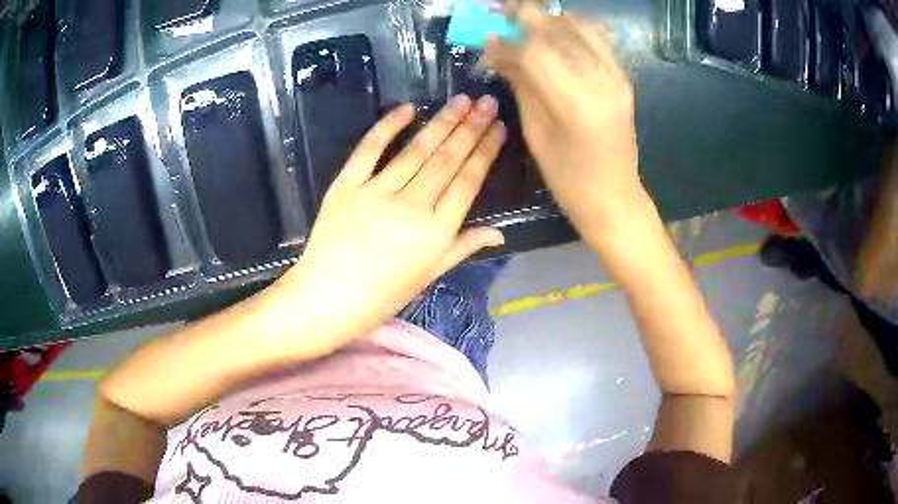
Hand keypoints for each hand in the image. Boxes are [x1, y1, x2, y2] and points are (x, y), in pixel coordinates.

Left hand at [274, 96, 506, 347]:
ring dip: (441, 122)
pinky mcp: (346, 185)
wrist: (326, 300)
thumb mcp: (428, 276)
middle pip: (446, 159)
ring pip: (416, 150)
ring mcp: (376, 192)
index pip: (468, 181)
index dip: (485, 151)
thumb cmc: (381, 296)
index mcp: (435, 233)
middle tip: (487, 102)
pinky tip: (408, 109)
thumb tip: (498, 232)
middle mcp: (411, 207)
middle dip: (470, 127)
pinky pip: (369, 149)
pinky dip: (388, 126)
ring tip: (461, 101)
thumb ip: (462, 246)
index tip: (498, 127)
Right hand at [485, 7, 644, 243]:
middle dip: (524, 14)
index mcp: (575, 101)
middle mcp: (601, 79)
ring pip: (579, 25)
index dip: (506, 36)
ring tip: (525, 24)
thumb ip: (520, 83)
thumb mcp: (536, 132)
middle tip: (499, 12)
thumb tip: (497, 49)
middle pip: (558, 28)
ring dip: (548, 19)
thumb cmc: (568, 178)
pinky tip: (553, 35)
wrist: (615, 196)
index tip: (486, 32)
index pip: (535, 49)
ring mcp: (616, 75)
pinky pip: (596, 38)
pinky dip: (571, 28)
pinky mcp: (622, 77)